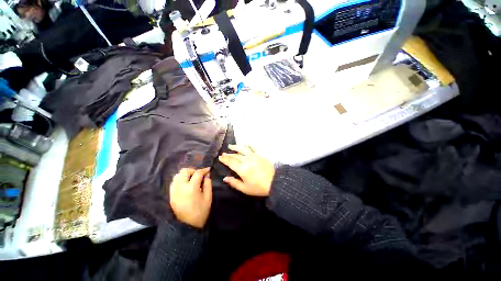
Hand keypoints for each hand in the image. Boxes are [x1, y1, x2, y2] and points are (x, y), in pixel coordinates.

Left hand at [169, 167, 211, 228]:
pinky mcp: (171, 194)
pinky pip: (174, 181)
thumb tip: (207, 175)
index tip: (208, 169)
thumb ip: (208, 184)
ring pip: (177, 175)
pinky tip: (186, 183)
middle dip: (193, 170)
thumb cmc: (200, 212)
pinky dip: (180, 179)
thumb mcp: (208, 197)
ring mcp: (174, 191)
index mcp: (191, 188)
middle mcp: (180, 187)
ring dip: (186, 174)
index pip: (197, 173)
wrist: (187, 226)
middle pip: (184, 171)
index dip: (204, 170)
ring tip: (192, 178)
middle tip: (199, 174)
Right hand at [218, 145, 274, 196]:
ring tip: (230, 146)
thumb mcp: (245, 188)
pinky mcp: (260, 154)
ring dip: (236, 147)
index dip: (224, 159)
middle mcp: (247, 160)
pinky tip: (245, 144)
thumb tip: (225, 178)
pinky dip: (248, 145)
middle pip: (235, 155)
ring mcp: (254, 156)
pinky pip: (253, 147)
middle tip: (223, 153)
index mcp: (242, 169)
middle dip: (228, 154)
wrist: (274, 182)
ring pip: (243, 149)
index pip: (231, 162)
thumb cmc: (259, 187)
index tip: (220, 157)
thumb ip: (234, 183)